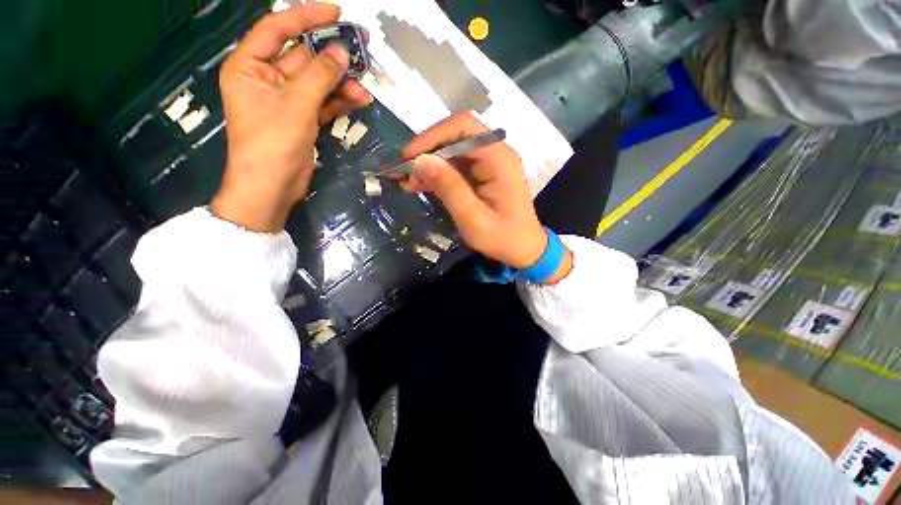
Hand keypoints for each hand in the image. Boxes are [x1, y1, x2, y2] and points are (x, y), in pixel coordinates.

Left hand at [211, 5, 372, 231]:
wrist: (273, 187)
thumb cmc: (272, 143)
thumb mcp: (295, 104)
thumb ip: (319, 76)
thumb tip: (342, 52)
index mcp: (250, 66)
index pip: (278, 29)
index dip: (306, 17)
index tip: (336, 12)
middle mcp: (267, 78)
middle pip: (303, 56)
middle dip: (332, 54)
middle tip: (362, 46)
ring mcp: (287, 100)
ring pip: (318, 81)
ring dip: (341, 82)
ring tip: (365, 83)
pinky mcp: (303, 119)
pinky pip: (324, 102)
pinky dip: (341, 101)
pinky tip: (360, 100)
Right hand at [401, 113, 571, 281]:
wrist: (524, 249)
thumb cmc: (503, 238)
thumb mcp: (474, 219)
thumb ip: (450, 189)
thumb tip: (421, 160)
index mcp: (499, 159)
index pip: (463, 128)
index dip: (432, 137)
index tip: (408, 157)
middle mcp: (496, 153)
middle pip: (455, 136)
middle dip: (427, 152)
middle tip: (403, 174)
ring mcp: (490, 163)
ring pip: (452, 151)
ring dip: (429, 164)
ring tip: (408, 183)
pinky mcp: (483, 174)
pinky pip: (456, 166)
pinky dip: (437, 174)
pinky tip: (421, 185)